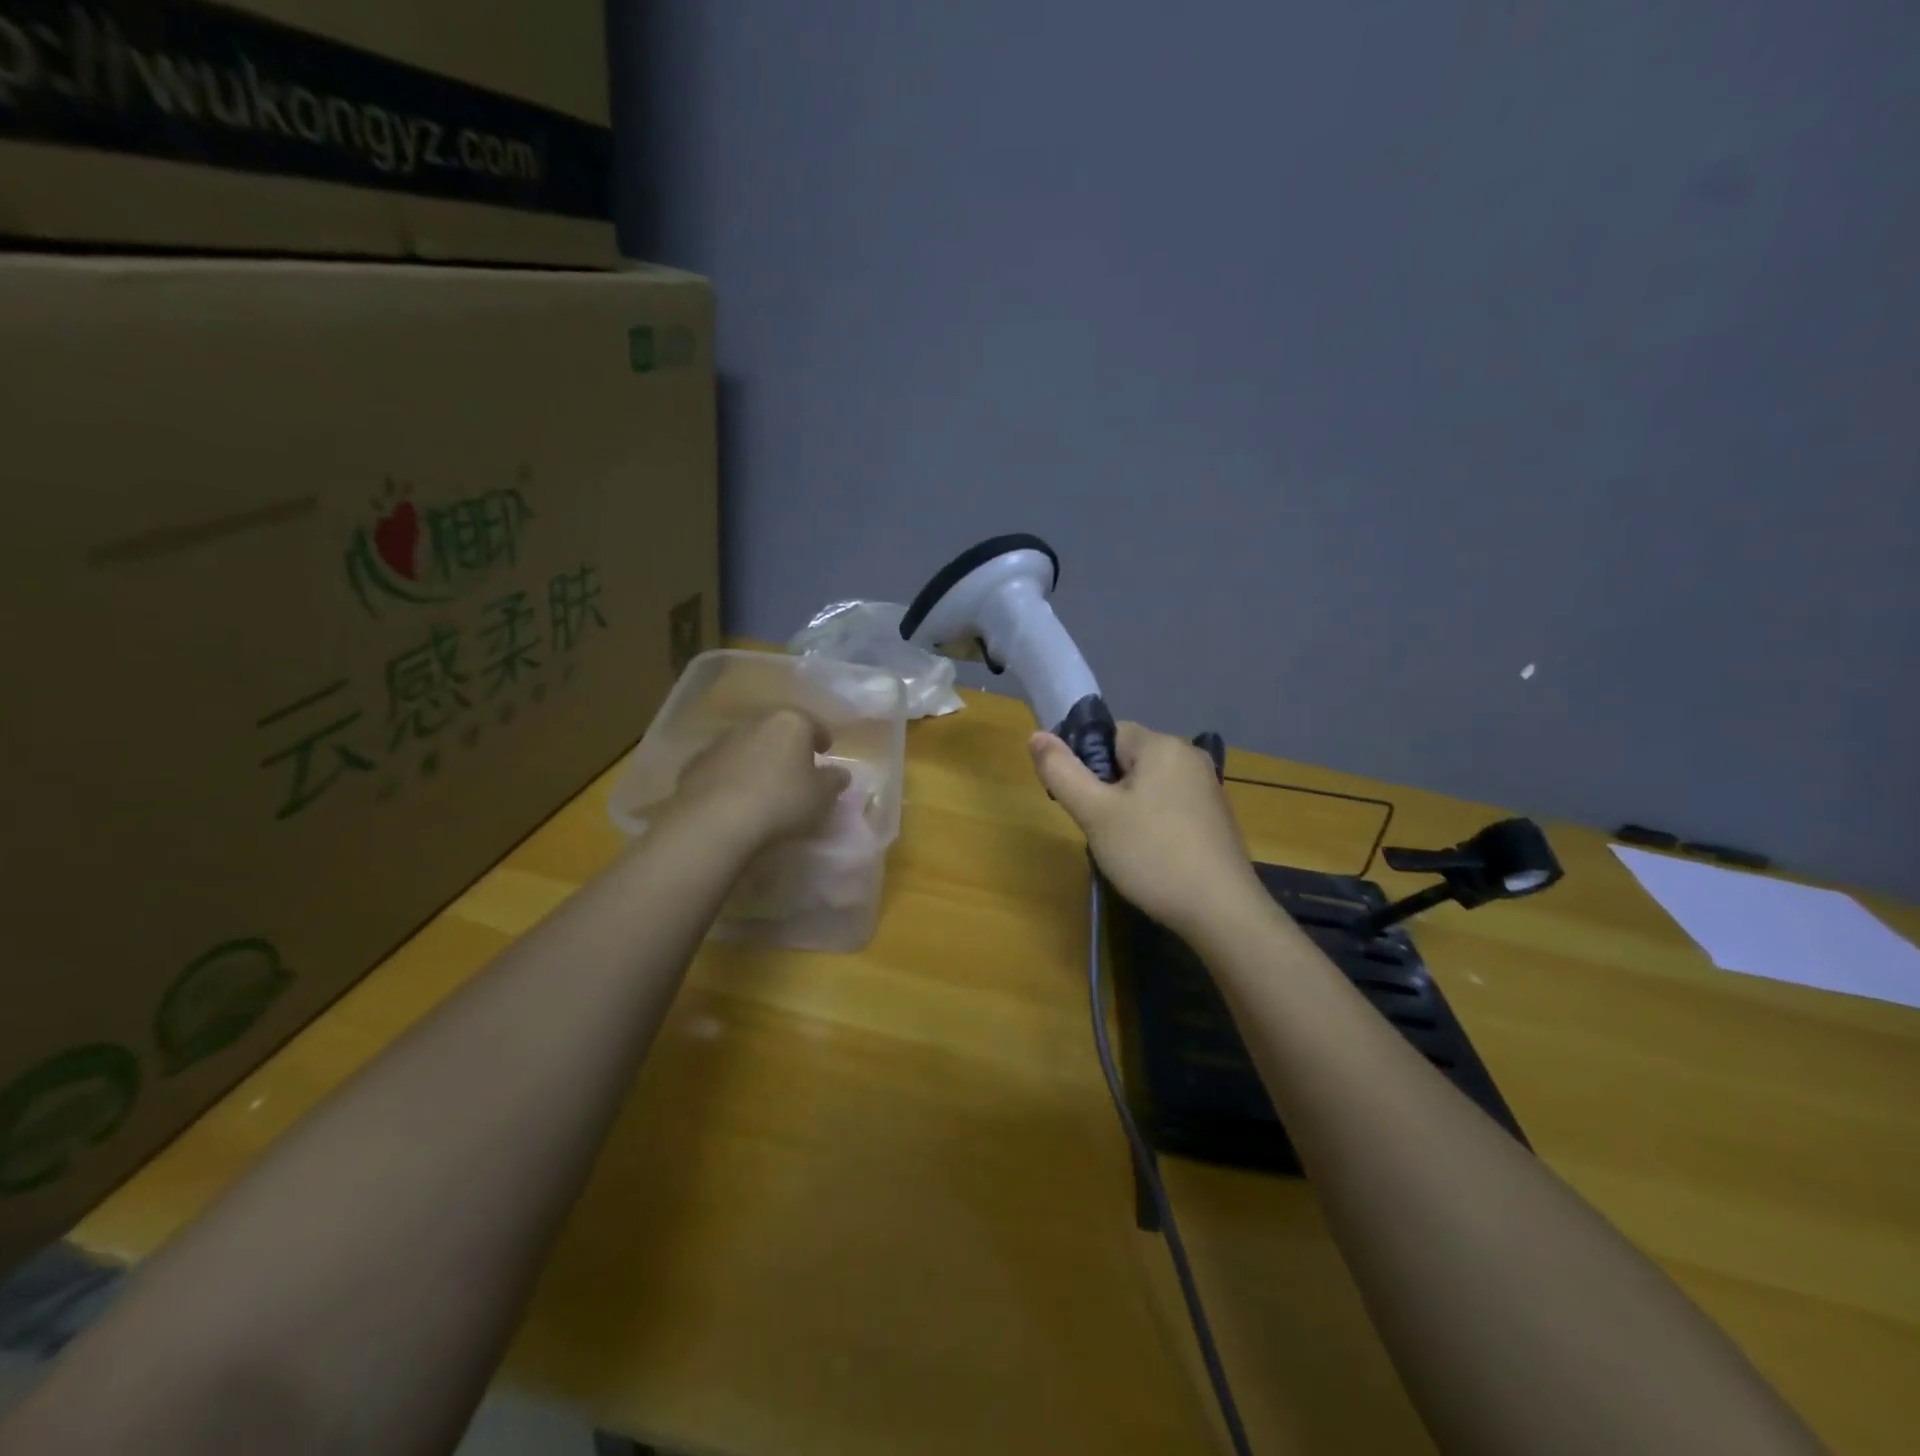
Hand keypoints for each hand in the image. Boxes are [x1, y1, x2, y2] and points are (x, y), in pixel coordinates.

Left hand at [664, 710, 850, 855]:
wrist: (716, 819)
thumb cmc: (782, 801)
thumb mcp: (821, 796)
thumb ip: (834, 781)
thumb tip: (840, 773)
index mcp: (790, 723)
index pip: (812, 723)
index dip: (822, 737)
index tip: (826, 751)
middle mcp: (755, 723)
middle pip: (777, 731)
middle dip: (788, 747)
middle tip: (796, 768)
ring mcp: (721, 741)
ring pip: (748, 746)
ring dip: (758, 760)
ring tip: (765, 786)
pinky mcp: (695, 763)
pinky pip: (723, 766)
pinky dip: (732, 776)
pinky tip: (736, 797)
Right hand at [1030, 722, 1265, 938]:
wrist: (1222, 911)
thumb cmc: (1152, 855)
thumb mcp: (1095, 814)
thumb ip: (1062, 772)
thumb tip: (1036, 736)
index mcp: (1163, 745)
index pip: (1109, 733)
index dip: (1086, 762)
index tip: (1079, 800)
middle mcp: (1190, 757)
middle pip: (1129, 759)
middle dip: (1106, 788)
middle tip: (1098, 828)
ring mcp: (1208, 788)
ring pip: (1148, 785)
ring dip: (1128, 808)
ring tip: (1122, 845)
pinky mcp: (1216, 817)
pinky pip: (1170, 805)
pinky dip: (1153, 822)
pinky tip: (1150, 855)